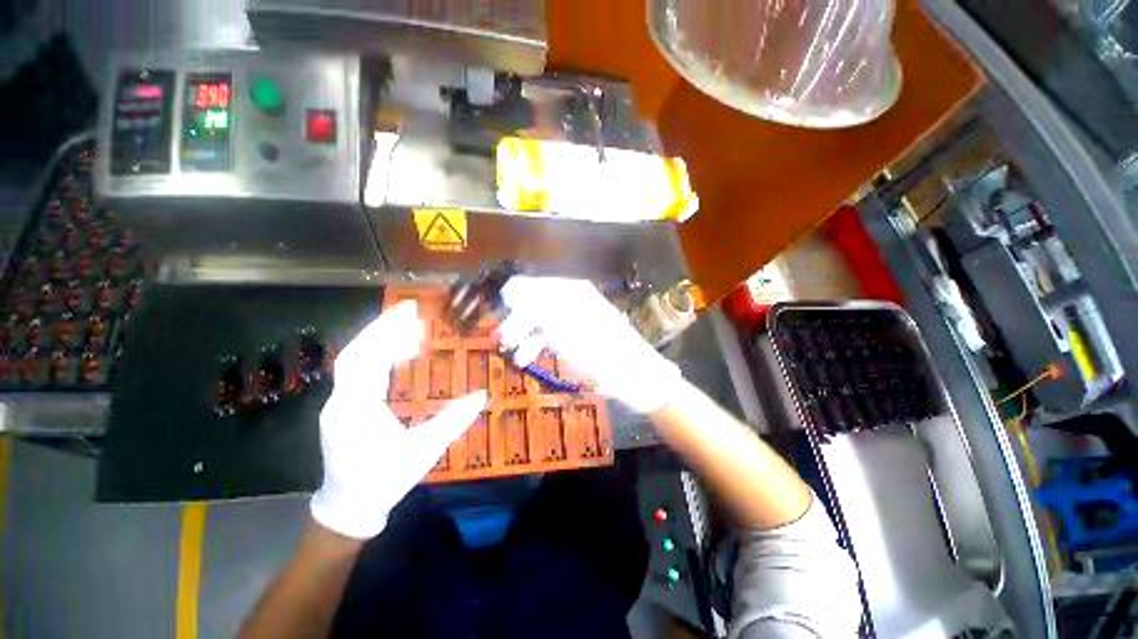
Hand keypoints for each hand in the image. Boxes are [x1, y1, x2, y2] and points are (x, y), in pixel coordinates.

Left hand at [310, 301, 486, 538]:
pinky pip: (357, 371)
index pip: (366, 361)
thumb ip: (453, 421)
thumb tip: (482, 396)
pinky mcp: (342, 406)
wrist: (349, 506)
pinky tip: (396, 352)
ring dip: (377, 338)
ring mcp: (338, 403)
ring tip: (406, 325)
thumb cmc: (385, 480)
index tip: (410, 314)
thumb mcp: (423, 451)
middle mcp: (341, 401)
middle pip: (355, 353)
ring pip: (353, 360)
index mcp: (357, 410)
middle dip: (381, 328)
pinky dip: (375, 354)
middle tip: (409, 310)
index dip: (387, 334)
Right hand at [498, 276, 681, 413]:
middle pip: (537, 304)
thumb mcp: (562, 324)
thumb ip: (534, 304)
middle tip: (502, 340)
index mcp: (570, 291)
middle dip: (518, 321)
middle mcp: (572, 301)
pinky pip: (552, 337)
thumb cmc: (597, 347)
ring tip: (514, 356)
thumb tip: (509, 289)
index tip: (497, 311)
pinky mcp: (578, 339)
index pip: (535, 285)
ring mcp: (576, 321)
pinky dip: (538, 346)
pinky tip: (527, 359)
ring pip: (543, 322)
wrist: (633, 374)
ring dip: (526, 337)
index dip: (515, 297)